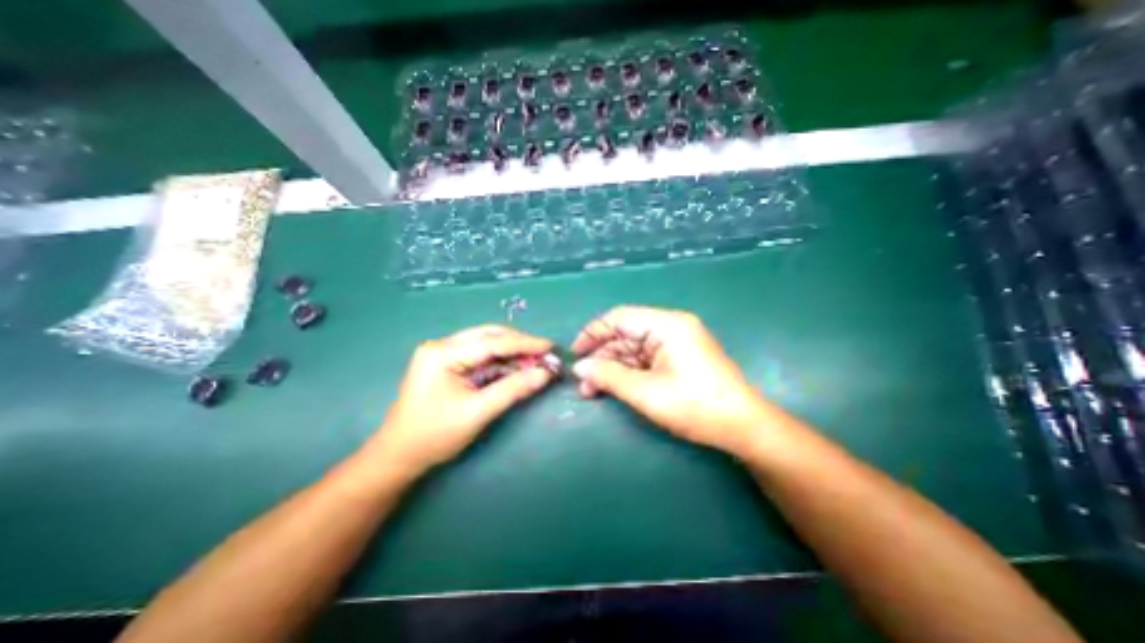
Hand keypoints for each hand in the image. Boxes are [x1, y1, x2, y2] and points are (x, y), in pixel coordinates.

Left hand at [363, 327, 557, 477]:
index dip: (525, 344)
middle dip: (520, 346)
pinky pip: (483, 358)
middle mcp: (443, 346)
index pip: (492, 342)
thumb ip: (513, 389)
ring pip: (488, 346)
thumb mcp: (477, 412)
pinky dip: (503, 364)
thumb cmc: (434, 436)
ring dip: (513, 355)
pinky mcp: (450, 365)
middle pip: (490, 337)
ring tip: (537, 364)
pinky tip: (519, 370)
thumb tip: (545, 374)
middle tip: (545, 356)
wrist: (399, 456)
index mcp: (443, 353)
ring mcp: (445, 354)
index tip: (551, 346)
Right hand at [573, 307, 778, 456]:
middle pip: (625, 334)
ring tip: (592, 390)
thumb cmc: (695, 406)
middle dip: (602, 356)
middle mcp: (671, 328)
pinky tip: (613, 387)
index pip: (620, 318)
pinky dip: (628, 372)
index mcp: (667, 325)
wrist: (743, 428)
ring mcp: (675, 343)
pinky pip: (645, 359)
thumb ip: (608, 376)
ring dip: (613, 367)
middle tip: (583, 382)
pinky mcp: (678, 358)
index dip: (593, 333)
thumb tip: (579, 367)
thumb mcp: (646, 392)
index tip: (576, 354)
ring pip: (633, 349)